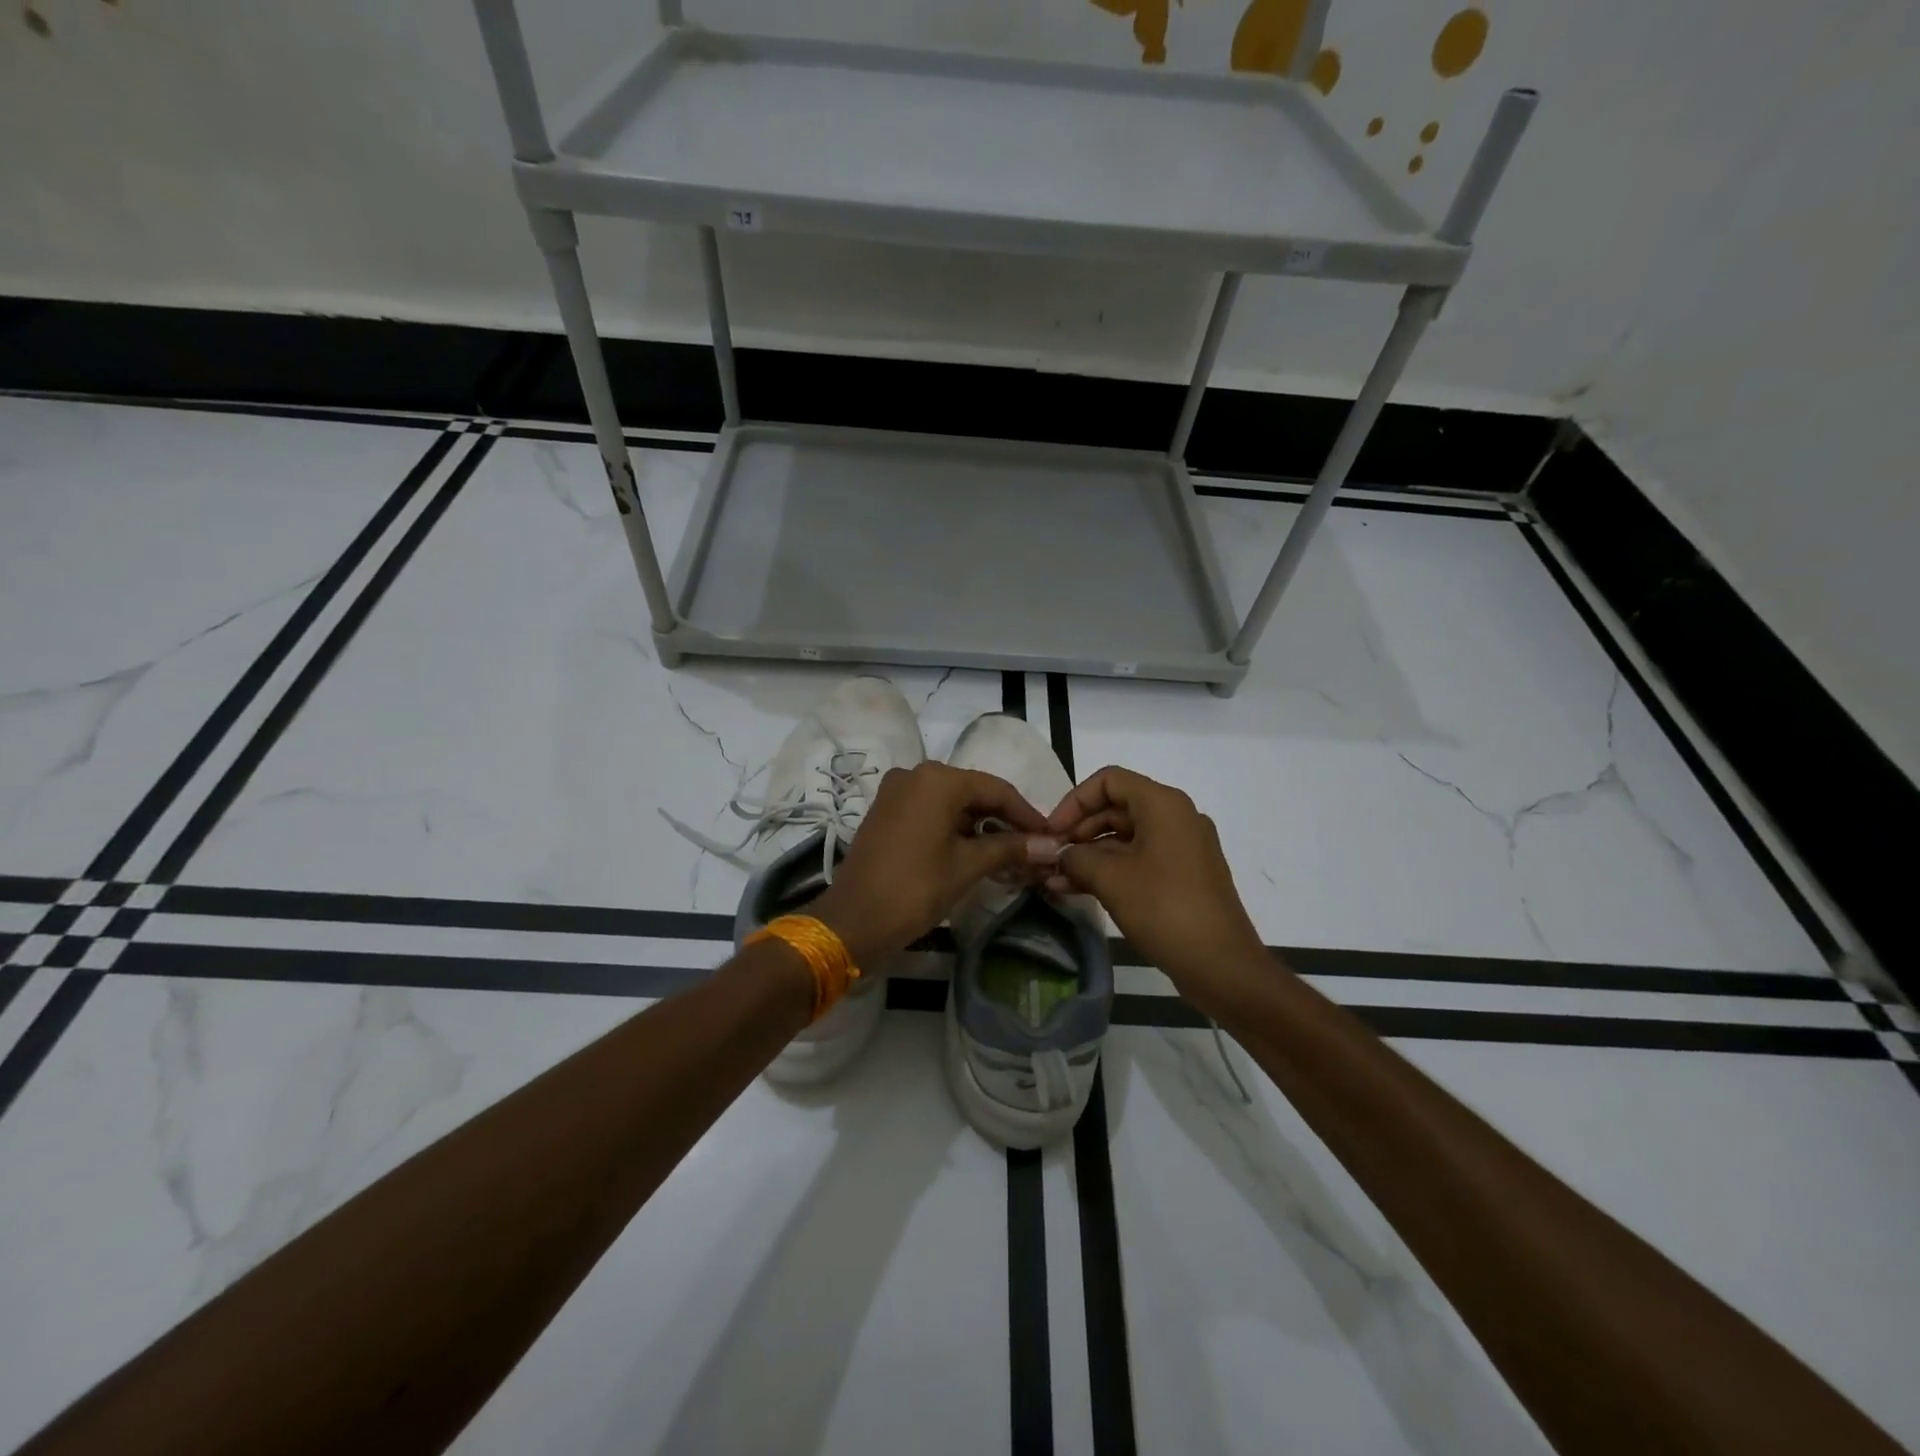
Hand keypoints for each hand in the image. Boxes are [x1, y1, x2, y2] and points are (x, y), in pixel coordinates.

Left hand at [810, 762, 1058, 967]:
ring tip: (1008, 854)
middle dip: (1003, 820)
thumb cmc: (915, 889)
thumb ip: (1010, 848)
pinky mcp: (886, 811)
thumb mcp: (967, 866)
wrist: (853, 921)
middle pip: (973, 792)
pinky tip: (974, 851)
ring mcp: (896, 792)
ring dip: (979, 826)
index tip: (1050, 837)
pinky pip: (930, 811)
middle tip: (1032, 848)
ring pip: (951, 802)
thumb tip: (1051, 845)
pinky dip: (954, 828)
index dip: (1026, 814)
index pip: (996, 789)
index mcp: (937, 779)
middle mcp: (915, 774)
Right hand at [1046, 766, 1266, 1005]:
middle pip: (1116, 807)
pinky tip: (1076, 890)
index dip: (1074, 801)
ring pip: (1125, 838)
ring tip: (1054, 880)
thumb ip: (1077, 857)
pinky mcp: (1183, 876)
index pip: (1109, 780)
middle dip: (1078, 831)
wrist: (1223, 966)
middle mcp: (1176, 817)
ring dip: (1089, 855)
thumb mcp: (1111, 879)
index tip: (1052, 832)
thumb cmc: (1165, 909)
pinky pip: (1139, 861)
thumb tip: (1059, 854)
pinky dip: (1109, 871)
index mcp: (1163, 804)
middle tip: (1050, 857)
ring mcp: (1182, 848)